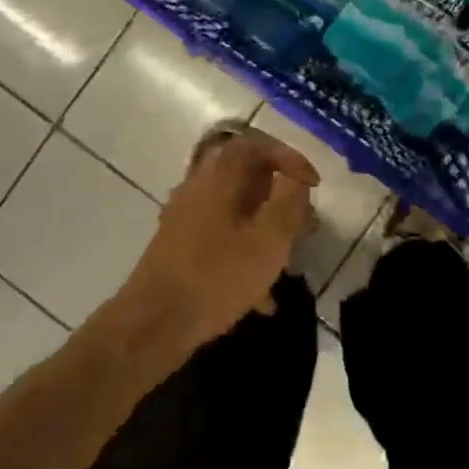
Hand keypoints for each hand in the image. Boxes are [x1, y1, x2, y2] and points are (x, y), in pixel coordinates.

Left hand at [122, 127, 318, 350]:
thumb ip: (288, 203)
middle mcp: (198, 187)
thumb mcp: (267, 241)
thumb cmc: (216, 276)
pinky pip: (221, 238)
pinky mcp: (179, 246)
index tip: (314, 185)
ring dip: (266, 230)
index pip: (257, 145)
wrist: (154, 323)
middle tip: (305, 225)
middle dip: (281, 199)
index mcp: (218, 176)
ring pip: (236, 211)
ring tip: (289, 263)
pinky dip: (245, 255)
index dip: (290, 158)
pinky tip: (262, 299)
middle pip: (247, 178)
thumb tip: (296, 180)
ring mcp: (185, 217)